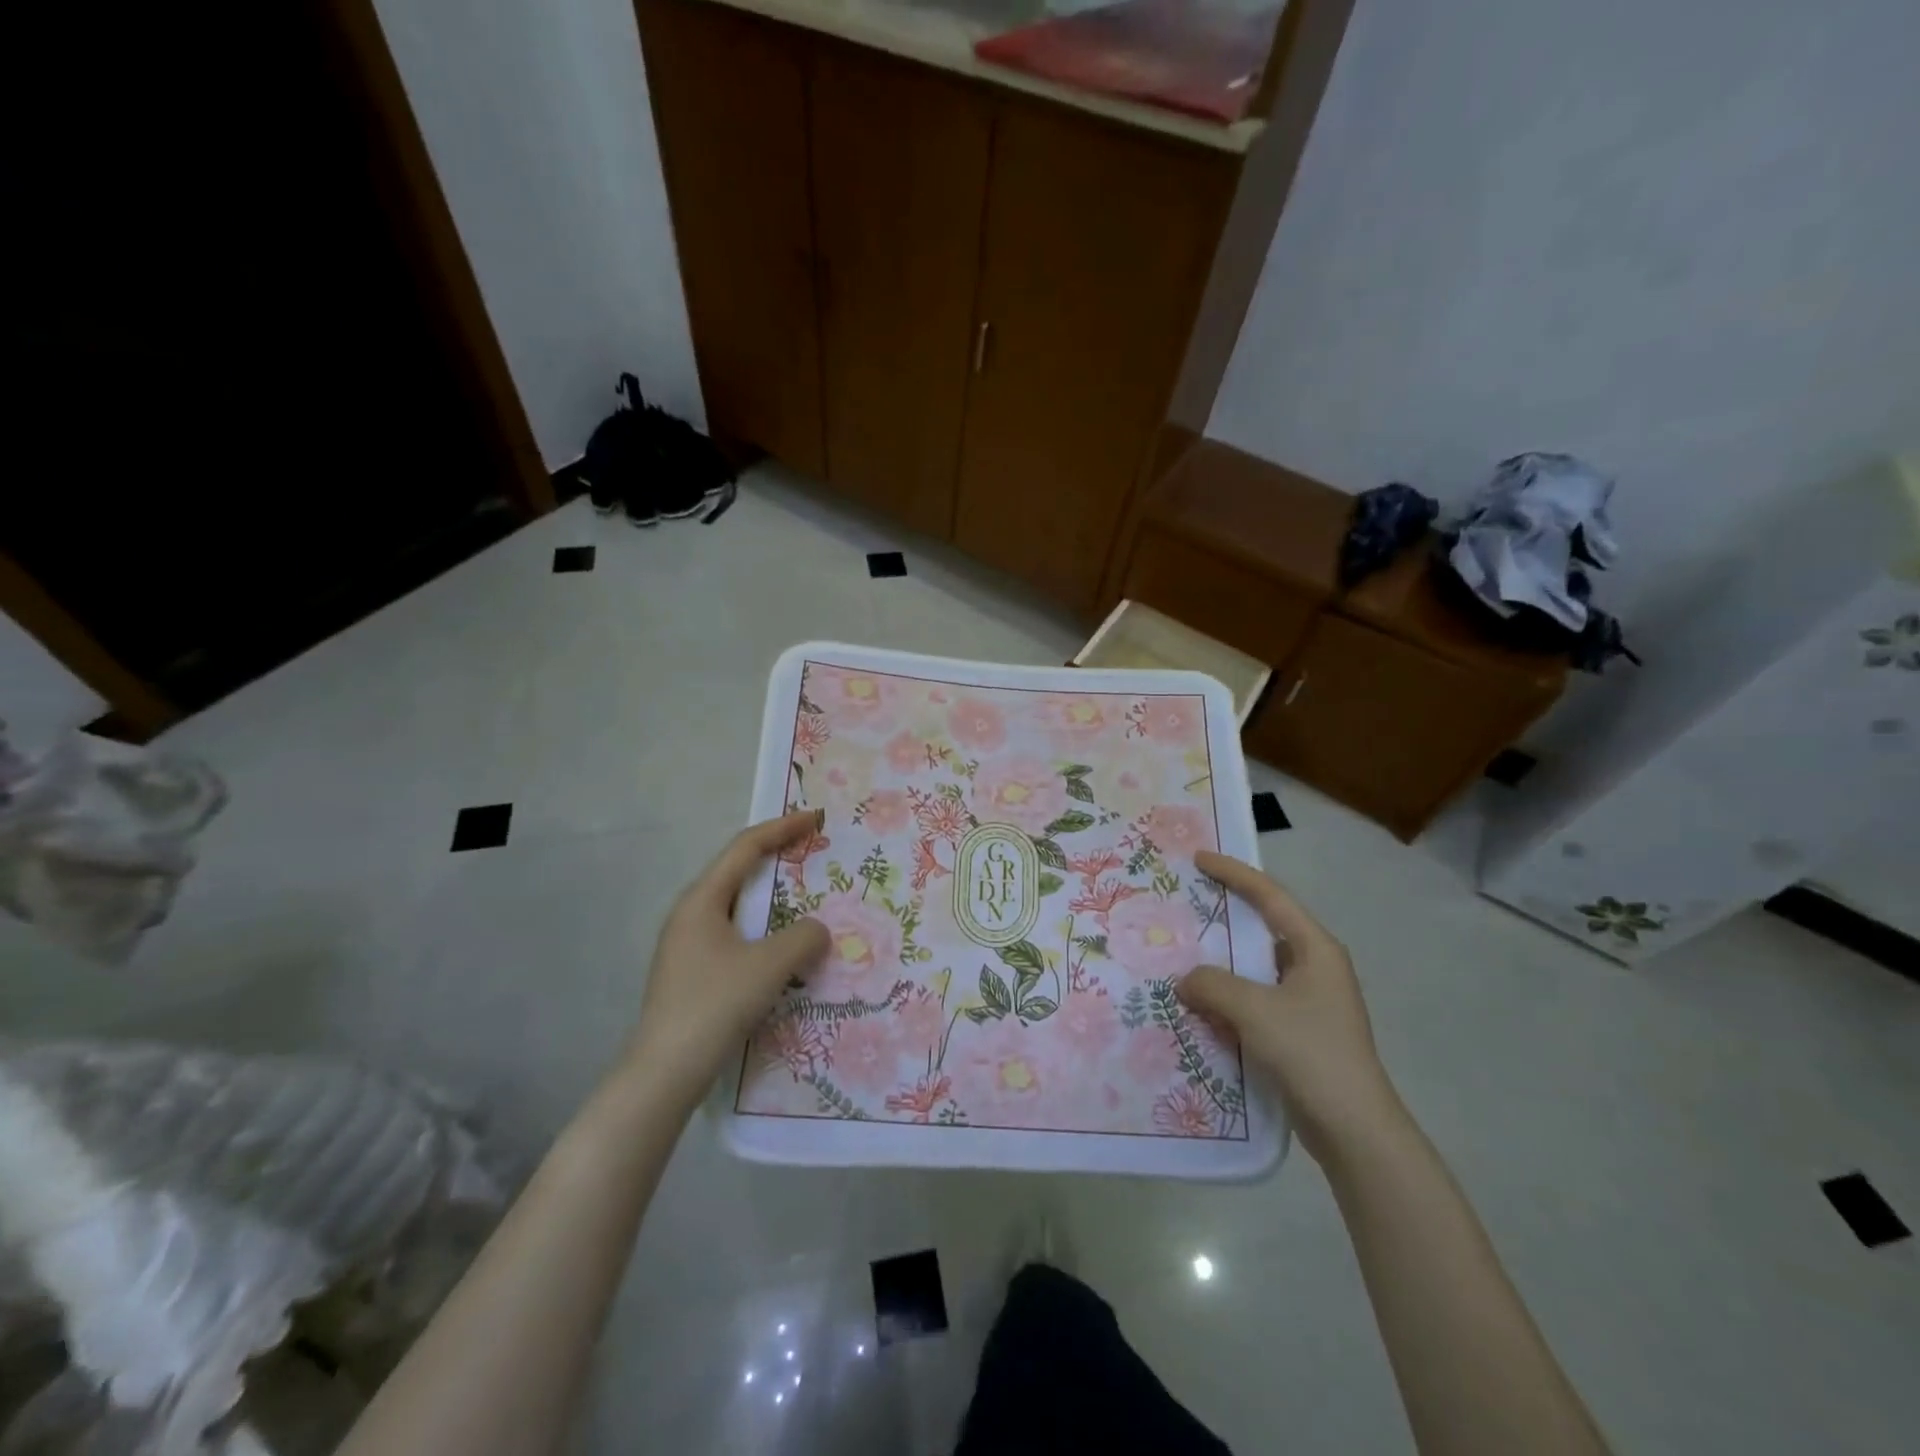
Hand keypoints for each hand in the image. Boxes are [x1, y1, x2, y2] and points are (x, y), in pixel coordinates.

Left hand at [624, 811, 830, 1103]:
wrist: (664, 1073)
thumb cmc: (715, 1005)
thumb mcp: (769, 965)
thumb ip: (804, 937)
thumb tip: (818, 930)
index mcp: (702, 900)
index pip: (745, 848)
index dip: (781, 828)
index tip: (814, 818)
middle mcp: (690, 915)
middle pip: (738, 873)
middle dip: (777, 861)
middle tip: (813, 857)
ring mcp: (688, 946)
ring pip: (738, 909)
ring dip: (772, 901)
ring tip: (806, 903)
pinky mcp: (692, 974)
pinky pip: (735, 937)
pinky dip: (764, 931)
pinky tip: (783, 951)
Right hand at [1177, 850, 1400, 1162]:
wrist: (1354, 1130)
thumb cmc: (1310, 1053)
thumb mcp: (1254, 1010)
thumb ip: (1212, 985)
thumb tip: (1185, 980)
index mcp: (1315, 948)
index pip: (1270, 896)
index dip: (1234, 874)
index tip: (1199, 859)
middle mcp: (1315, 967)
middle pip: (1263, 928)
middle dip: (1224, 917)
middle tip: (1186, 904)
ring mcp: (1309, 1001)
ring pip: (1256, 968)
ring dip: (1222, 963)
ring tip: (1182, 954)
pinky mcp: (1300, 1031)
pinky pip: (1256, 999)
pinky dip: (1229, 996)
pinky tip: (1200, 1005)